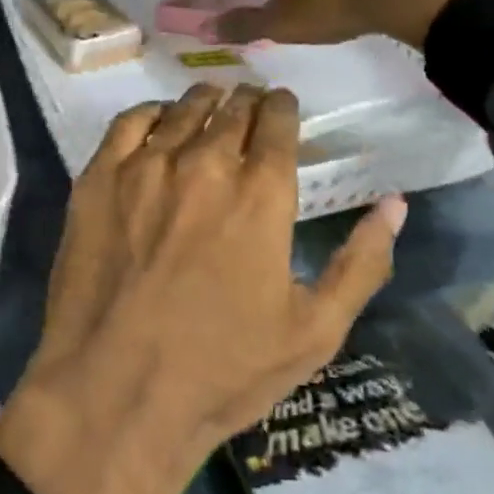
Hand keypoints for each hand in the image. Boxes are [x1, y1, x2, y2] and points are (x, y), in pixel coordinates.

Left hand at [0, 83, 406, 493]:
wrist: (115, 392)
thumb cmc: (222, 370)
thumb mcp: (314, 331)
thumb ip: (361, 262)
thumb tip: (395, 204)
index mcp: (261, 194)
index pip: (276, 122)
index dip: (281, 107)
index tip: (281, 106)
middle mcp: (205, 163)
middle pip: (231, 109)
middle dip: (246, 101)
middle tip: (248, 103)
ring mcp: (146, 167)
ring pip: (182, 109)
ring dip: (204, 101)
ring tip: (210, 103)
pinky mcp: (99, 178)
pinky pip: (129, 123)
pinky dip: (151, 114)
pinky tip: (157, 122)